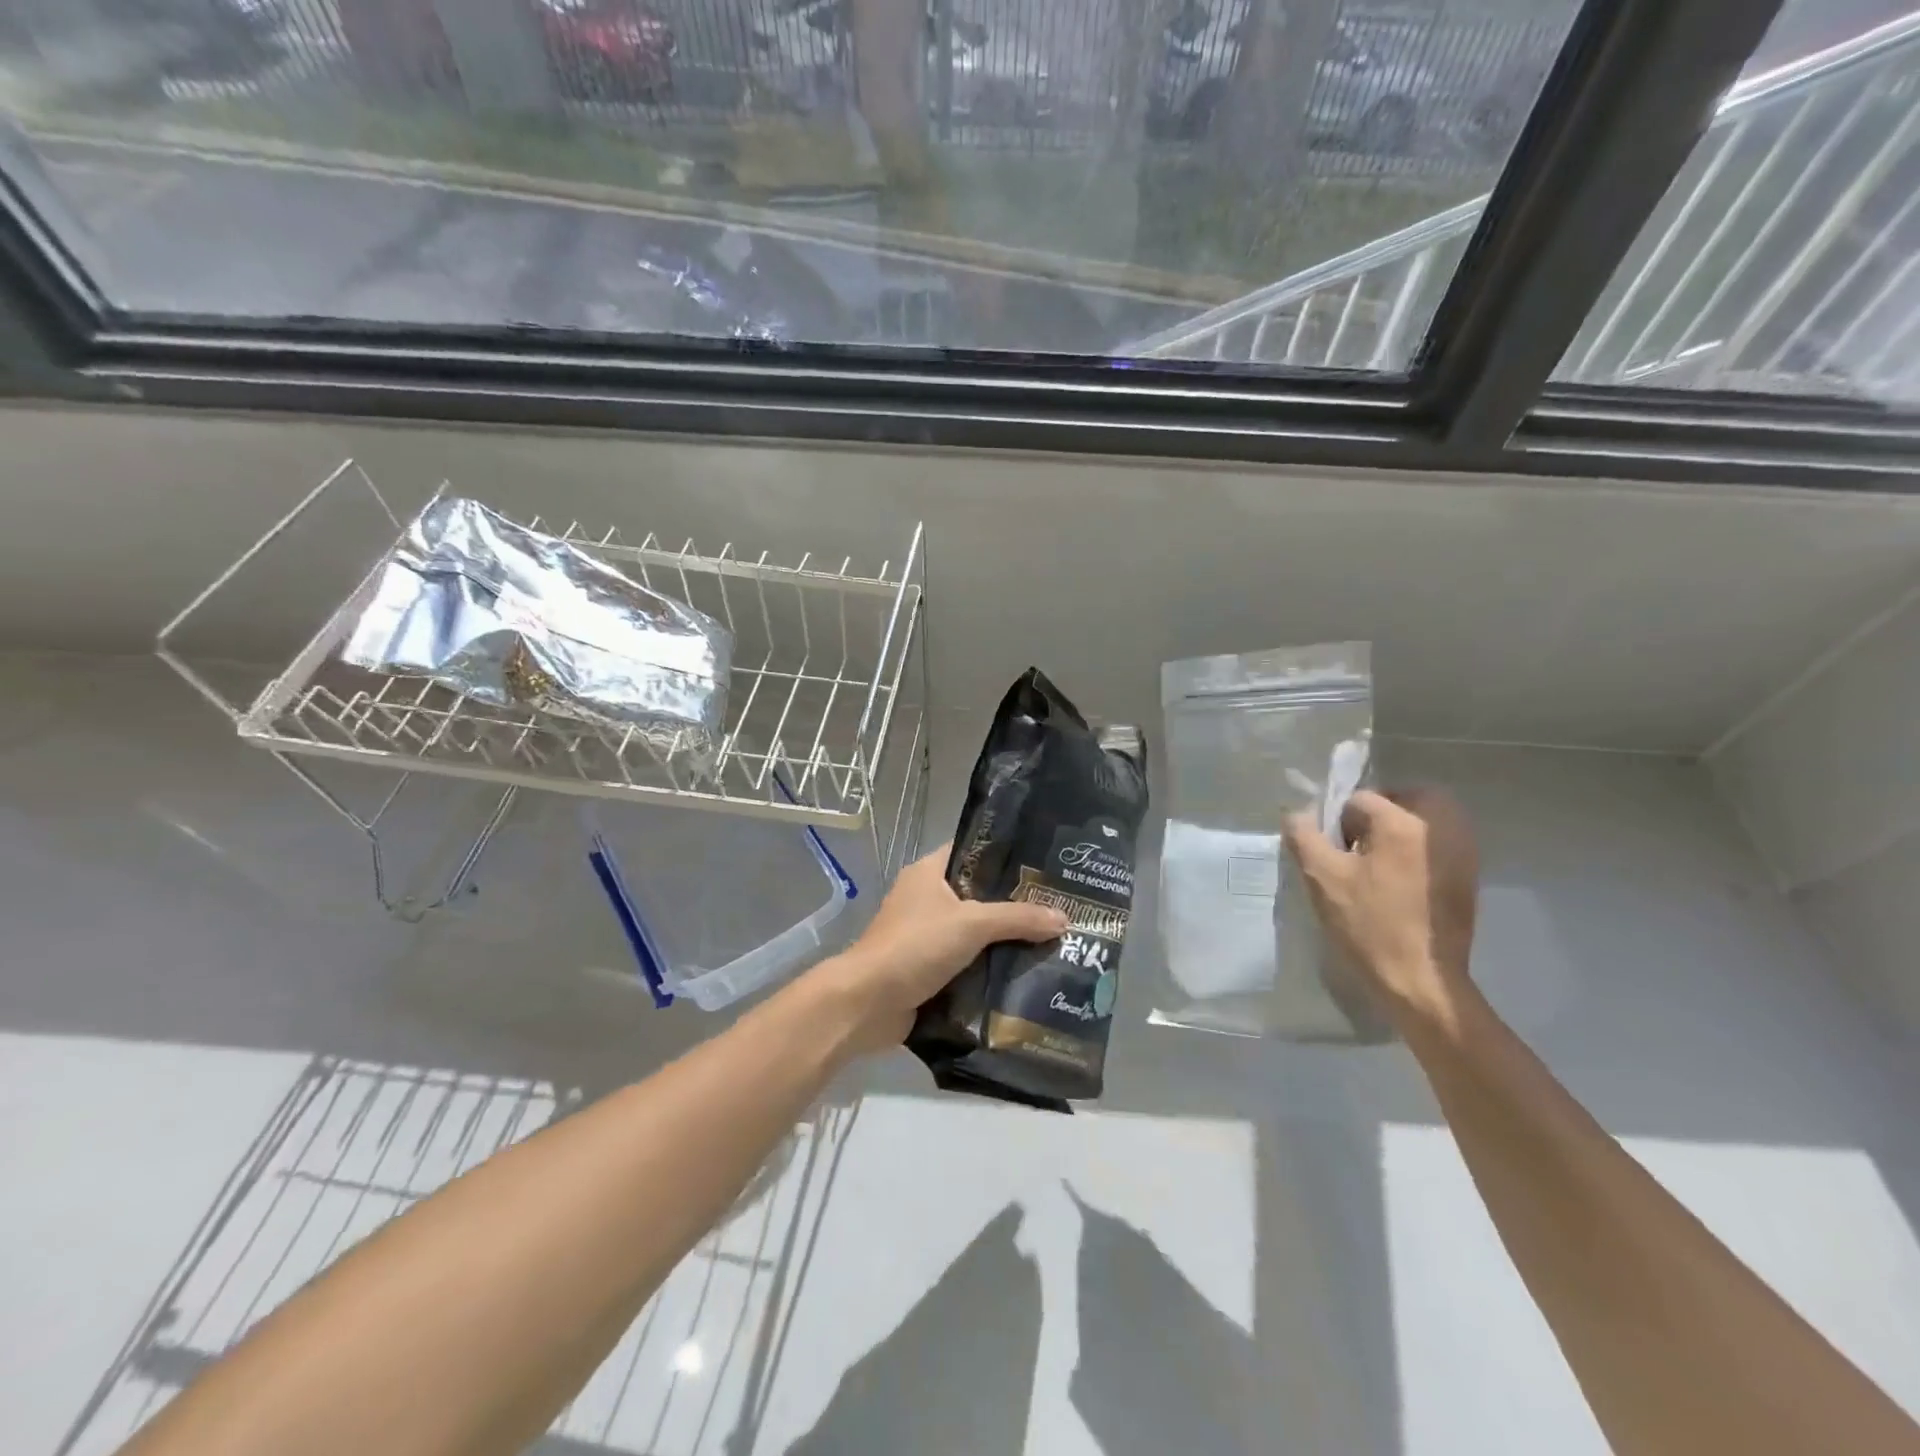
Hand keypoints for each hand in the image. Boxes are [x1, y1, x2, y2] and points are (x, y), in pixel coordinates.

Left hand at [810, 845, 1067, 1055]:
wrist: (867, 1004)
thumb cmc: (915, 946)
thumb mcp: (971, 924)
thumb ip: (1018, 918)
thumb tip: (1064, 918)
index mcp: (929, 873)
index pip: (973, 853)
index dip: (1006, 857)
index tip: (1044, 866)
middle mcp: (926, 899)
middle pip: (978, 896)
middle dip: (1014, 905)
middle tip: (1058, 909)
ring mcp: (925, 936)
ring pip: (975, 933)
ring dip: (1004, 942)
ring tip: (1052, 942)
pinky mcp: (928, 970)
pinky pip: (967, 963)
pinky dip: (990, 969)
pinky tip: (1025, 975)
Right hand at [1282, 787, 1479, 1033]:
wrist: (1422, 982)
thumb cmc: (1369, 925)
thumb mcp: (1321, 878)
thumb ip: (1304, 835)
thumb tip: (1299, 813)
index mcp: (1404, 823)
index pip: (1361, 799)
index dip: (1339, 824)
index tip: (1335, 855)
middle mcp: (1442, 828)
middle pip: (1405, 798)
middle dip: (1378, 813)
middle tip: (1358, 846)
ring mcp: (1462, 853)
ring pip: (1428, 818)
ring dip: (1401, 829)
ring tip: (1377, 864)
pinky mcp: (1469, 878)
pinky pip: (1440, 842)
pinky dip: (1419, 848)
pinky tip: (1400, 882)